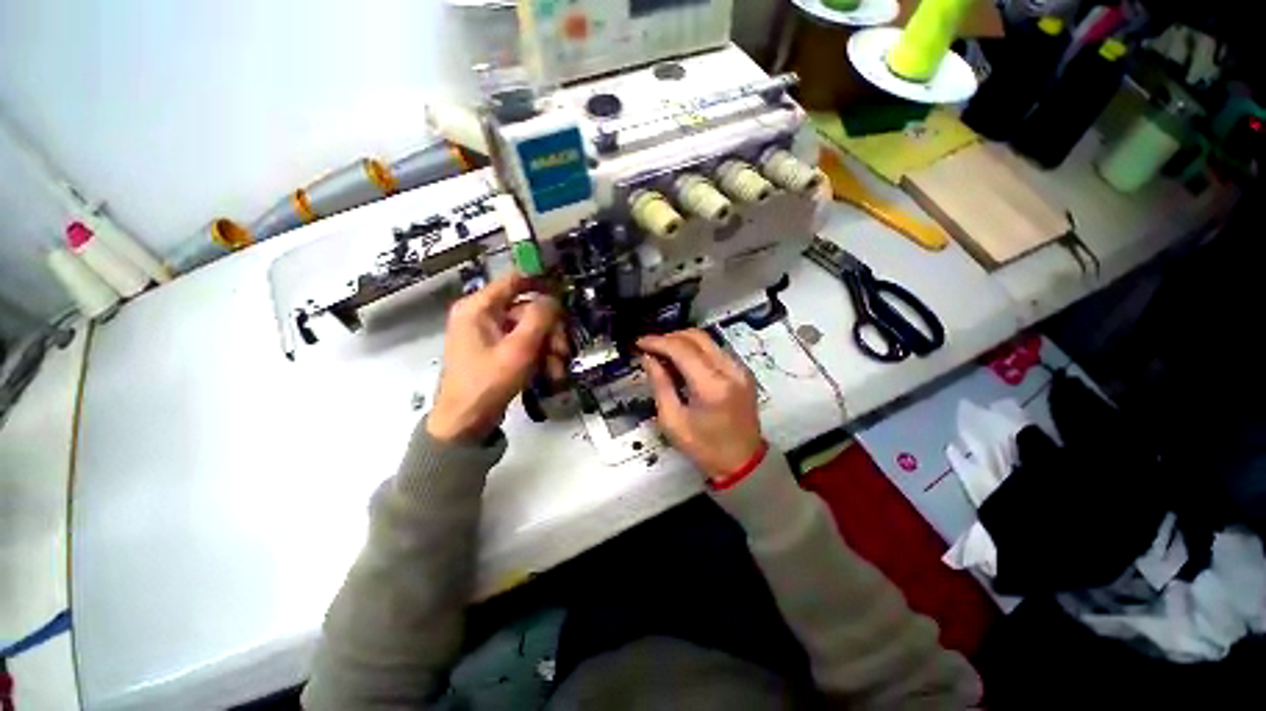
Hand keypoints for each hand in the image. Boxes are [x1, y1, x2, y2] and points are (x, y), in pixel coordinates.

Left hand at [427, 273, 566, 442]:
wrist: (465, 424)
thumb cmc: (488, 382)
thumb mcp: (519, 349)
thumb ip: (540, 318)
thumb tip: (554, 298)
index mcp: (478, 308)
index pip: (514, 280)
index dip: (541, 281)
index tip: (567, 290)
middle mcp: (482, 316)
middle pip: (527, 310)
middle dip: (550, 331)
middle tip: (563, 350)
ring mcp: (489, 335)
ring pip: (530, 330)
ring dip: (548, 348)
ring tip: (557, 370)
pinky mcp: (496, 352)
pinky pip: (523, 345)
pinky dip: (539, 357)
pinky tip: (549, 374)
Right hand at [637, 330, 763, 480]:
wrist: (742, 463)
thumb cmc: (705, 448)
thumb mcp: (673, 421)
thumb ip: (660, 384)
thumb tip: (648, 358)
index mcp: (712, 386)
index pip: (681, 349)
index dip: (658, 342)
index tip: (640, 343)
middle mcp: (730, 370)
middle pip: (696, 337)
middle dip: (669, 338)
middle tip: (651, 349)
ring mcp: (740, 369)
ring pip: (706, 340)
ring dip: (682, 342)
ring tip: (663, 355)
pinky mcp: (743, 372)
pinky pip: (715, 350)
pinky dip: (696, 351)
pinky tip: (682, 363)